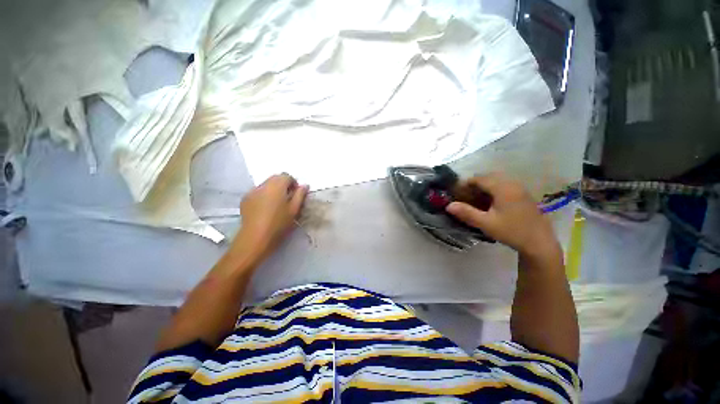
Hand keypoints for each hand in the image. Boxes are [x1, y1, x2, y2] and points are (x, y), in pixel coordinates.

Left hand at [235, 173, 307, 261]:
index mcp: (276, 186)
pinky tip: (266, 208)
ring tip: (277, 204)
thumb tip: (304, 185)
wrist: (255, 238)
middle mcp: (263, 185)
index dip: (293, 183)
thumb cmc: (279, 224)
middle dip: (283, 184)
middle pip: (275, 178)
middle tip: (288, 199)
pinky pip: (258, 192)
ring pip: (266, 185)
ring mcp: (252, 191)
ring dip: (273, 189)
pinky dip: (264, 195)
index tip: (296, 194)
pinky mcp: (245, 199)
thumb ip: (300, 195)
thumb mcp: (294, 210)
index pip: (286, 176)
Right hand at [446, 173, 558, 256]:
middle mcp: (512, 184)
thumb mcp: (486, 223)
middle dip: (474, 185)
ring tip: (475, 200)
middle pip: (487, 177)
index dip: (465, 184)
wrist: (540, 243)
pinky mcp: (523, 195)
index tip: (456, 193)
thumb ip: (466, 213)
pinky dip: (493, 190)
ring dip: (483, 187)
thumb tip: (448, 205)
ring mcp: (519, 189)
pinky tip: (489, 203)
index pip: (479, 178)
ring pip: (496, 181)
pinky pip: (504, 186)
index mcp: (503, 188)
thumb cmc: (512, 232)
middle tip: (464, 197)